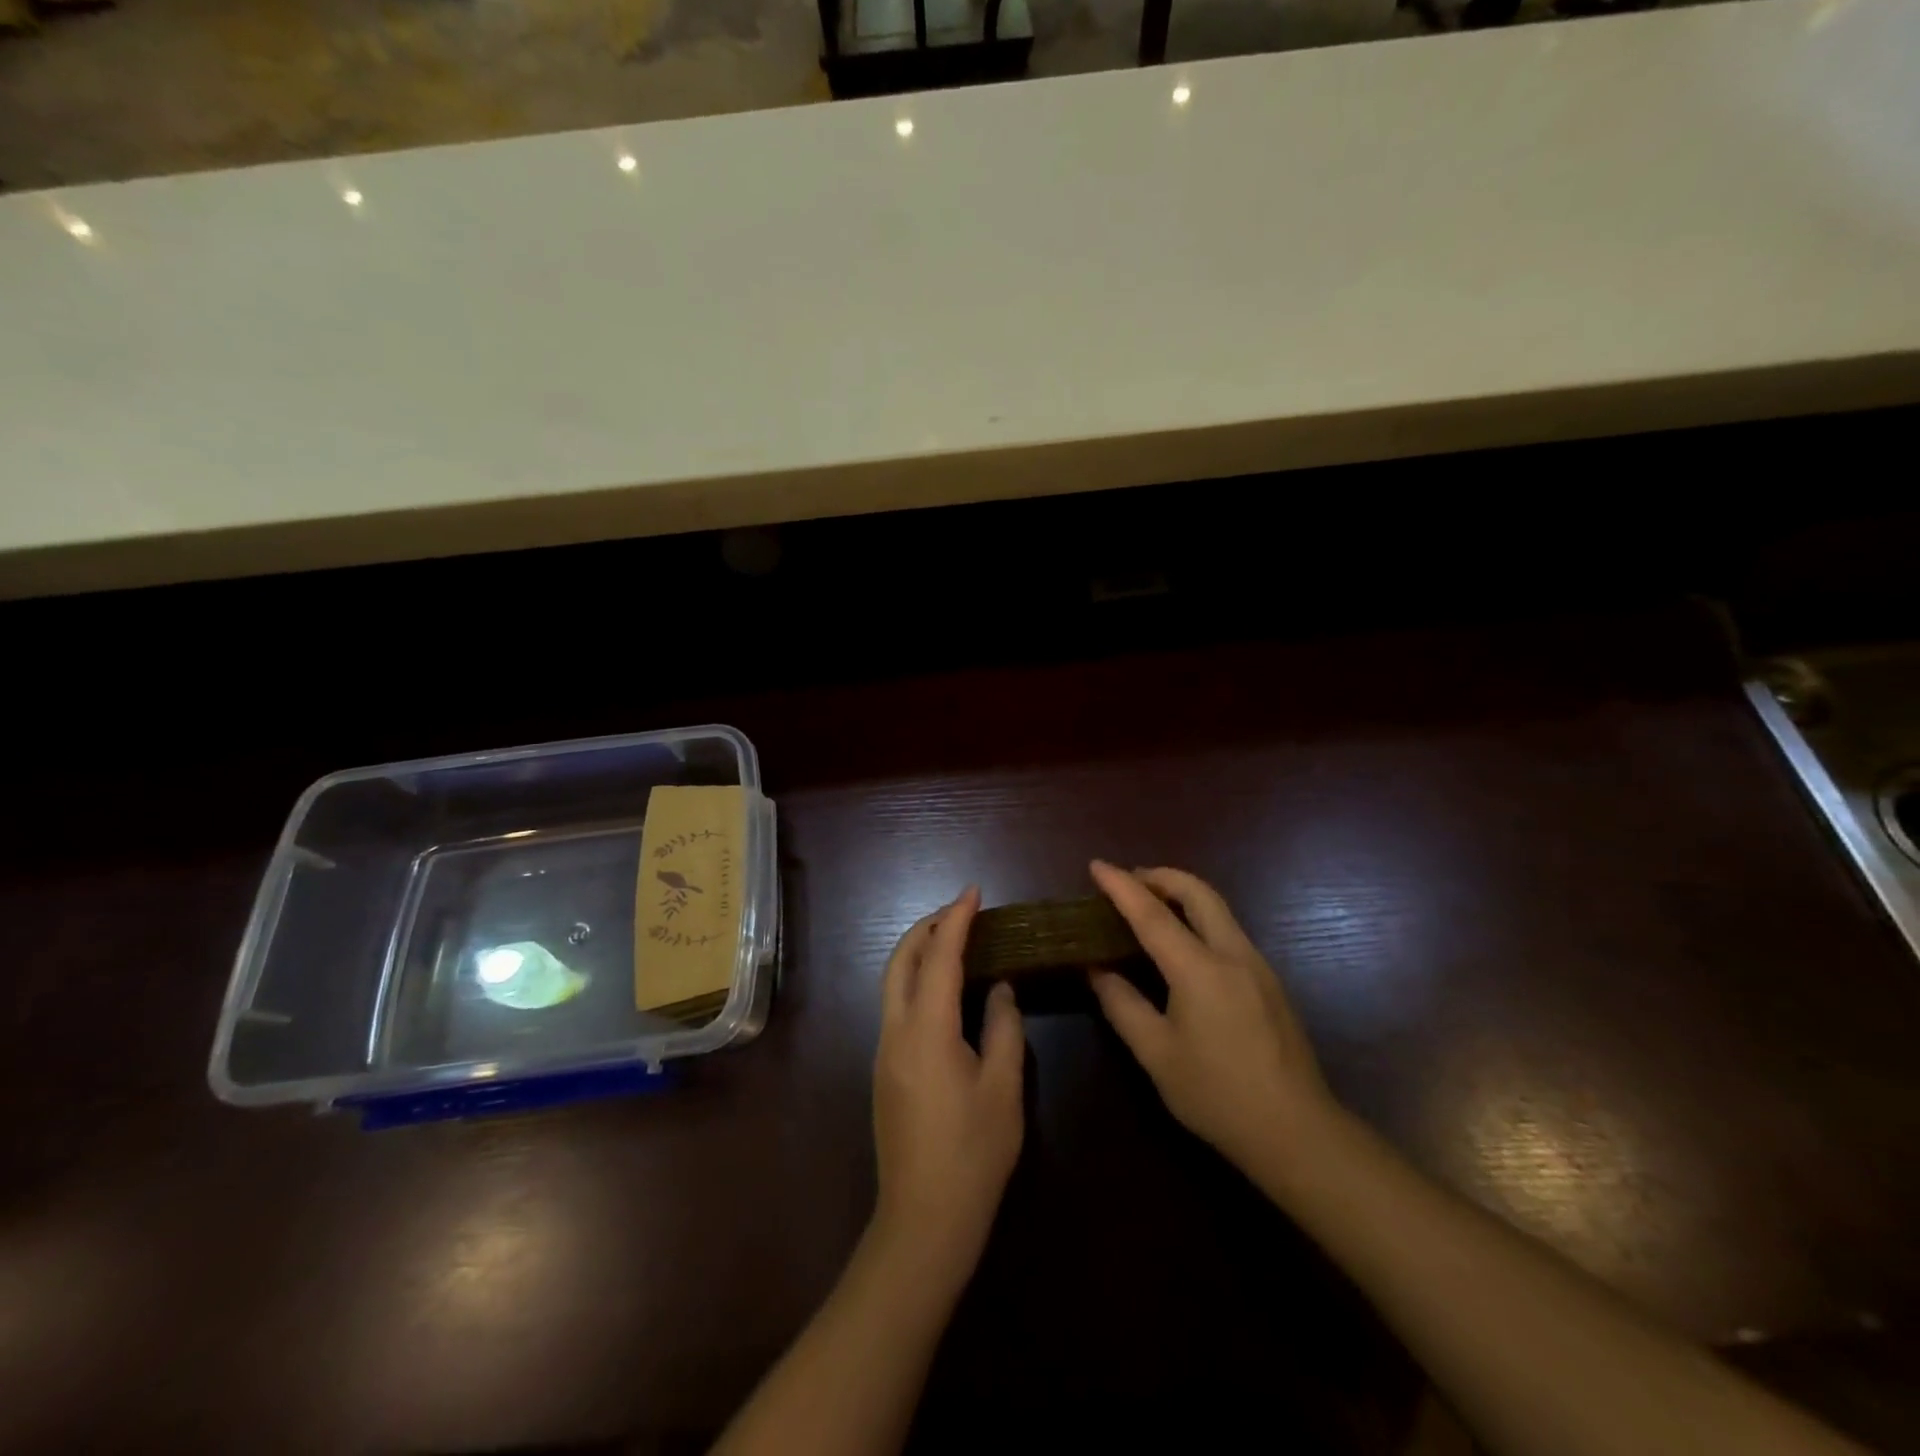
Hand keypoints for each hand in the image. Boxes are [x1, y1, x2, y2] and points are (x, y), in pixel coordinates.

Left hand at [872, 887, 1024, 1279]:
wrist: (924, 1221)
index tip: (973, 892)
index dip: (955, 920)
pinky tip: (943, 990)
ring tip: (953, 941)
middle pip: (900, 961)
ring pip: (892, 983)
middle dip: (926, 928)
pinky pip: (896, 1007)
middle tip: (960, 912)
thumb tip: (999, 989)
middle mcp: (896, 1032)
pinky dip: (915, 981)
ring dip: (918, 953)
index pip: (938, 957)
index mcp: (927, 1030)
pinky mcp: (884, 1071)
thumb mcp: (1003, 1089)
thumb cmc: (973, 1154)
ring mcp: (884, 1052)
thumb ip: (1003, 1028)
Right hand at [1087, 861, 1336, 1180]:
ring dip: (1183, 894)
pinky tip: (1184, 944)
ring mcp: (1258, 965)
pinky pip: (1229, 930)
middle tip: (1129, 880)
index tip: (1097, 865)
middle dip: (1161, 876)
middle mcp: (1233, 954)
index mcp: (1200, 969)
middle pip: (1198, 892)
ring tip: (1151, 906)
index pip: (1153, 914)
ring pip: (1218, 908)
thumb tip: (1097, 969)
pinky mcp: (1270, 981)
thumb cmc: (1217, 1094)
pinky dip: (1200, 918)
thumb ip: (1122, 1004)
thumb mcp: (1156, 1054)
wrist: (1296, 1132)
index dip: (1122, 887)